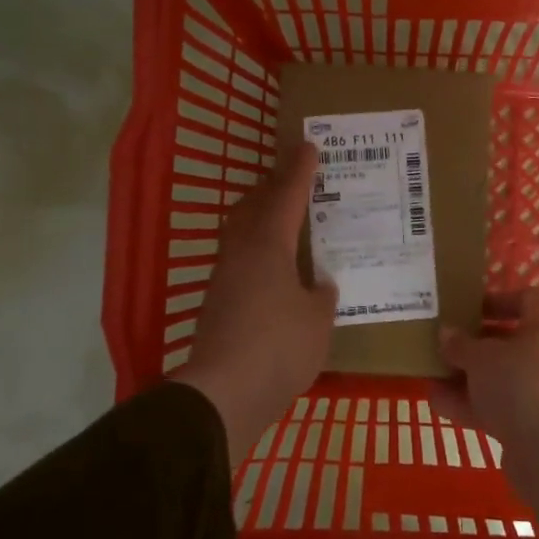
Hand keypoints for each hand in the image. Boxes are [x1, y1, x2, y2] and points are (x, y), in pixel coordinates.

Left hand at [175, 144, 337, 468]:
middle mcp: (241, 253)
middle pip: (253, 207)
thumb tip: (319, 283)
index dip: (300, 170)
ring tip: (284, 219)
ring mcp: (224, 278)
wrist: (224, 393)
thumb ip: (321, 295)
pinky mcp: (217, 303)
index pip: (287, 196)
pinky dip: (258, 250)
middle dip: (272, 188)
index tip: (308, 145)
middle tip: (293, 178)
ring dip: (260, 218)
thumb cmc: (280, 347)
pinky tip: (274, 269)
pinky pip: (240, 259)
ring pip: (241, 232)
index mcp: (269, 246)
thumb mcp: (317, 320)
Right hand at [430, 290, 538, 538]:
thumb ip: (460, 344)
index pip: (526, 300)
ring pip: (496, 376)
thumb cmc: (517, 384)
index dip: (497, 299)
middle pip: (506, 341)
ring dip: (465, 375)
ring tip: (430, 371)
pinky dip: (466, 403)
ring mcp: (535, 391)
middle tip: (442, 340)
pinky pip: (492, 405)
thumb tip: (446, 333)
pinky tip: (435, 401)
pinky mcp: (525, 423)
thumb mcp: (481, 358)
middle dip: (472, 342)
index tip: (467, 306)